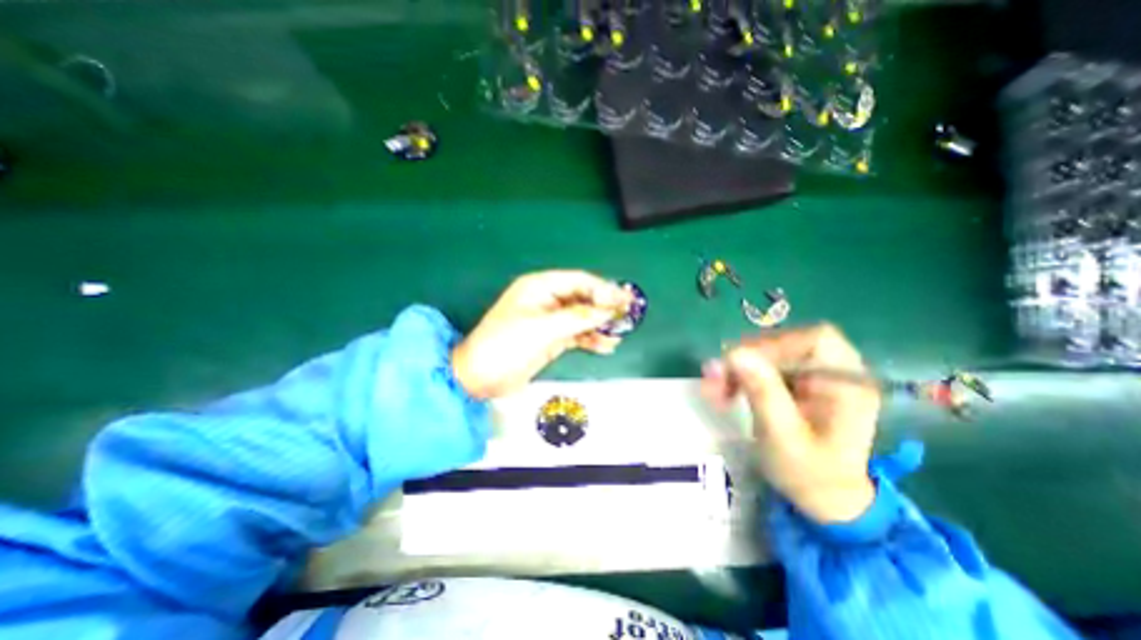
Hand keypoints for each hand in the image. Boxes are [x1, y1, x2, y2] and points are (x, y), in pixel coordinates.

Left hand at [454, 271, 633, 400]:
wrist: (480, 378)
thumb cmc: (507, 346)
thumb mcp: (543, 329)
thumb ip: (578, 318)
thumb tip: (609, 310)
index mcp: (540, 287)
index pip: (579, 281)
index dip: (603, 289)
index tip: (624, 300)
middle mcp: (547, 300)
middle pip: (583, 298)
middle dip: (605, 307)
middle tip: (628, 315)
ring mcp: (550, 320)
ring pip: (582, 317)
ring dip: (600, 324)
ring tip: (621, 332)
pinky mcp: (552, 339)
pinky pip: (577, 334)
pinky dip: (591, 339)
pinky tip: (607, 345)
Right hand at [702, 325, 874, 523]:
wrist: (823, 500)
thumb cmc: (810, 474)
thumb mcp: (783, 436)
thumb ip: (763, 392)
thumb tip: (735, 353)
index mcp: (848, 383)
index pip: (814, 340)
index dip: (774, 345)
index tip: (740, 365)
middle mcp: (833, 371)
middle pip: (785, 343)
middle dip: (746, 358)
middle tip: (715, 378)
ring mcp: (814, 376)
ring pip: (769, 354)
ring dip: (737, 368)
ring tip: (714, 388)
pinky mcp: (796, 383)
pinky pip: (764, 367)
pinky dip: (740, 376)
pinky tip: (725, 391)